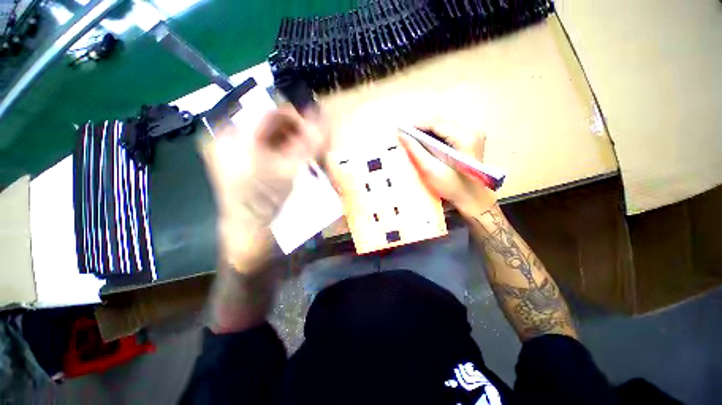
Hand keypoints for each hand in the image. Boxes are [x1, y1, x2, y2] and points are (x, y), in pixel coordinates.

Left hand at [201, 106, 326, 271]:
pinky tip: (289, 157)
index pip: (270, 111)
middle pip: (267, 121)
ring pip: (266, 131)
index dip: (296, 117)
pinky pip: (261, 142)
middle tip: (310, 144)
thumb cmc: (266, 201)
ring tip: (302, 152)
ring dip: (288, 139)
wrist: (247, 228)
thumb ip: (308, 143)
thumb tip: (324, 117)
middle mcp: (226, 135)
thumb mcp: (290, 170)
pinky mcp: (234, 155)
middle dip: (293, 130)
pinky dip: (279, 146)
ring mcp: (228, 146)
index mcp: (234, 136)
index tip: (314, 129)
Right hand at [398, 122, 496, 216]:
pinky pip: (450, 131)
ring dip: (428, 130)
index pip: (437, 123)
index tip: (402, 130)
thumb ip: (416, 151)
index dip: (417, 125)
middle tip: (406, 135)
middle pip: (442, 121)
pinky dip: (436, 135)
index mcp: (465, 138)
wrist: (472, 198)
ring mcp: (474, 134)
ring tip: (414, 139)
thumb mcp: (431, 170)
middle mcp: (472, 131)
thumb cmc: (452, 187)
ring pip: (445, 125)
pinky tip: (427, 143)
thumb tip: (402, 135)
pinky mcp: (472, 139)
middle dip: (422, 127)